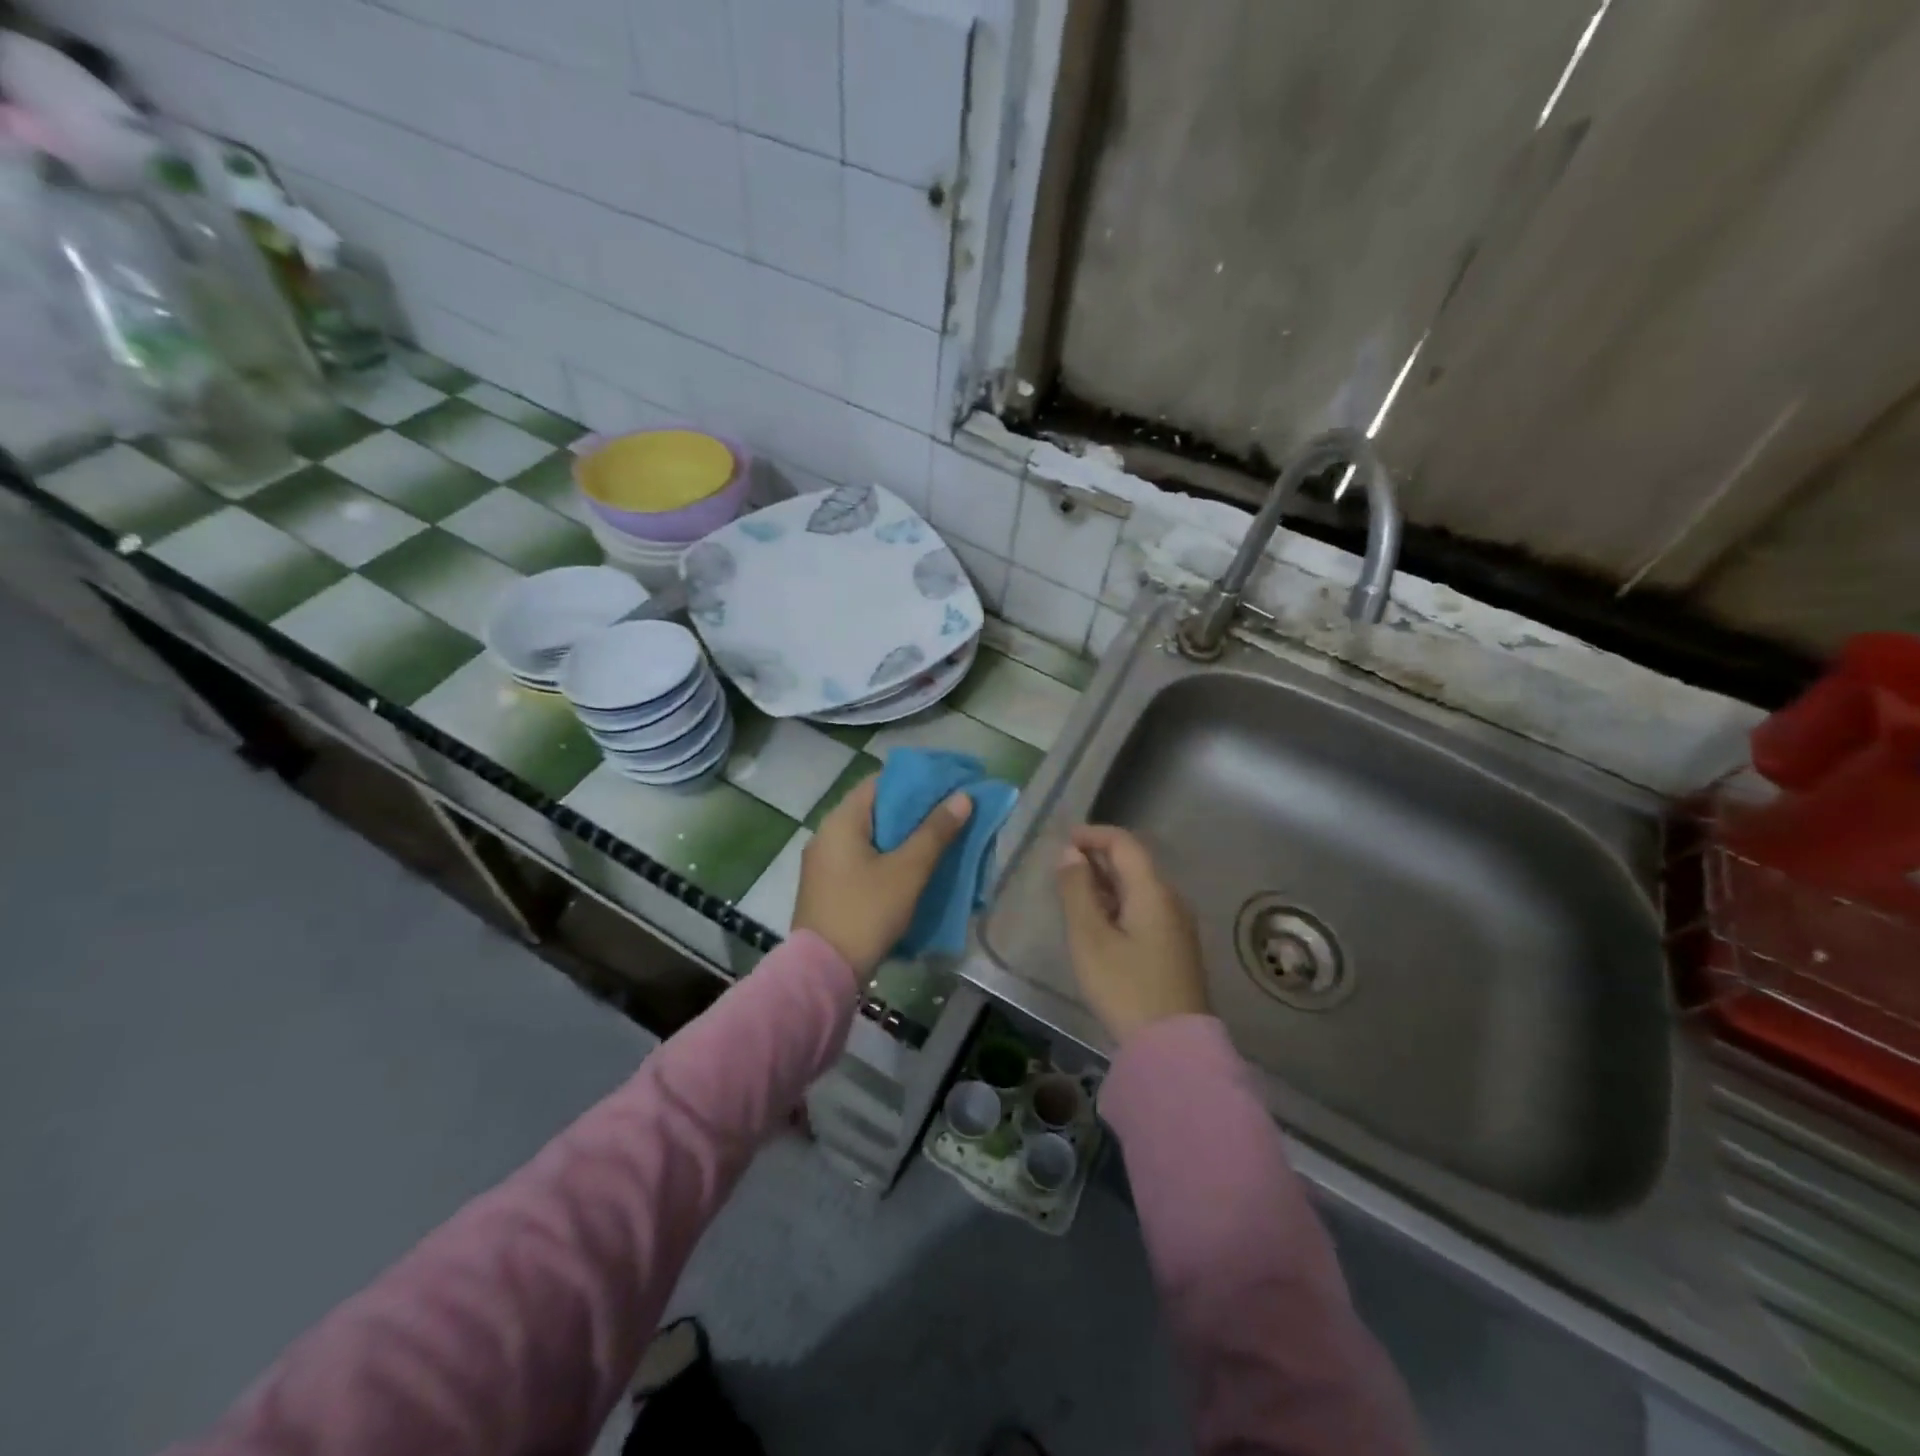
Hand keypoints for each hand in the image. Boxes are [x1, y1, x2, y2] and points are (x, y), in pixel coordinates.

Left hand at [793, 776, 972, 978]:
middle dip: (914, 810)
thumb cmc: (866, 912)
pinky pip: (862, 859)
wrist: (823, 972)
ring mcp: (824, 863)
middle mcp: (827, 834)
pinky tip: (912, 869)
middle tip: (951, 814)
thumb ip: (935, 832)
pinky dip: (888, 857)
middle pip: (876, 808)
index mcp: (841, 821)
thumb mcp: (908, 871)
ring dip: (903, 836)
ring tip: (939, 840)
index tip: (948, 785)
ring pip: (871, 836)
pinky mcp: (828, 887)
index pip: (880, 781)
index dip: (916, 780)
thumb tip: (962, 797)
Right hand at [1056, 825, 1209, 1042]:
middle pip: (1134, 863)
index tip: (1064, 840)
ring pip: (1140, 888)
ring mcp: (1178, 925)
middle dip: (1098, 857)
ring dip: (1108, 882)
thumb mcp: (1090, 937)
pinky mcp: (1177, 948)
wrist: (1173, 1047)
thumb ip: (1077, 890)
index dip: (1093, 835)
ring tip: (1076, 893)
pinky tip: (1100, 922)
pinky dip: (1120, 903)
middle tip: (1064, 867)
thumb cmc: (1125, 986)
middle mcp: (1171, 900)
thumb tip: (1070, 854)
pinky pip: (1146, 909)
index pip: (1124, 844)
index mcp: (1153, 891)